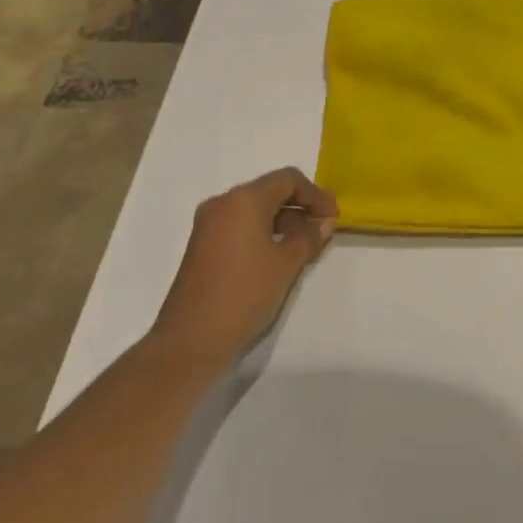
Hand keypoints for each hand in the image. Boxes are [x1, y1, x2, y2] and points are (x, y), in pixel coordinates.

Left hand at [147, 168, 337, 362]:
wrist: (189, 343)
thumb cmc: (243, 294)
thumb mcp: (287, 264)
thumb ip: (309, 236)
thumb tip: (324, 222)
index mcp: (243, 200)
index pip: (288, 180)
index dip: (315, 194)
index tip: (333, 216)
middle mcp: (222, 204)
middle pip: (270, 191)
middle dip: (299, 206)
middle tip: (322, 227)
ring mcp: (208, 226)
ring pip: (254, 209)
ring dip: (283, 221)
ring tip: (305, 245)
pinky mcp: (201, 247)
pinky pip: (240, 226)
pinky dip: (263, 232)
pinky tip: (278, 256)